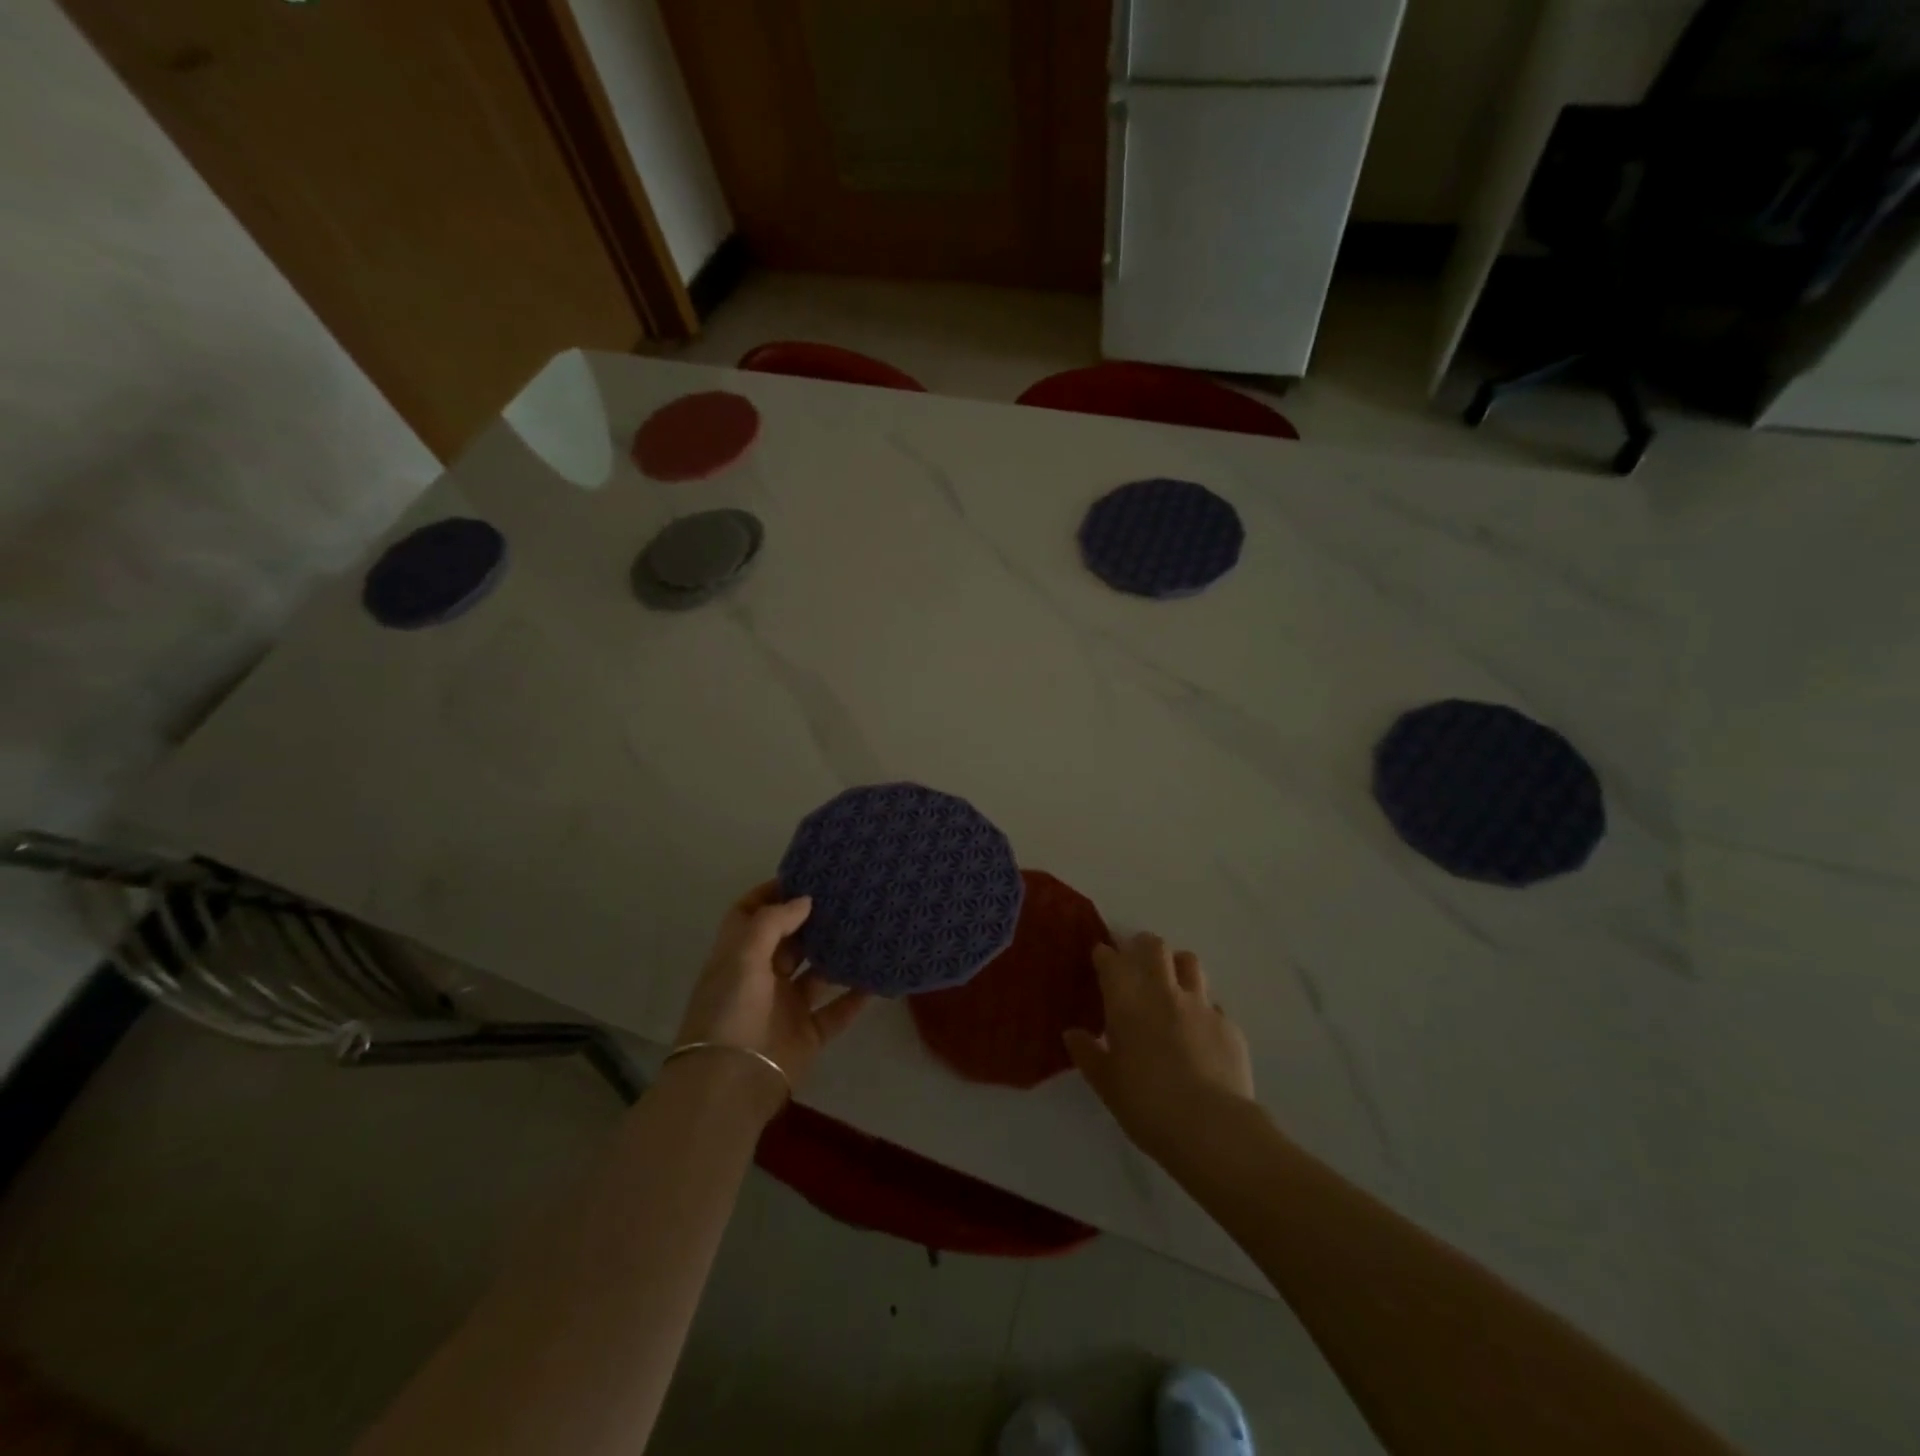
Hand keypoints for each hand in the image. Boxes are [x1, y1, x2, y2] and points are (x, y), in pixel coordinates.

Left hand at [673, 882, 870, 1114]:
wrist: (730, 1083)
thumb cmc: (731, 1010)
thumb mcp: (744, 955)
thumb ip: (774, 922)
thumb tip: (805, 900)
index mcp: (737, 955)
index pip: (750, 914)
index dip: (772, 893)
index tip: (805, 875)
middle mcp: (760, 977)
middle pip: (788, 941)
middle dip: (811, 920)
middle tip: (846, 896)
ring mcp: (785, 1007)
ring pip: (816, 974)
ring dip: (836, 956)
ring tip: (867, 929)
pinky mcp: (807, 1034)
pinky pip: (836, 1011)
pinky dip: (855, 997)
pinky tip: (877, 978)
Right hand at [1065, 933, 1255, 1162]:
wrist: (1211, 1127)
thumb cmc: (1146, 1104)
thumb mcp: (1105, 1083)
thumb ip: (1087, 1053)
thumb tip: (1072, 1034)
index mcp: (1126, 1001)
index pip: (1111, 960)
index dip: (1104, 955)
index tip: (1100, 959)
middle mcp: (1163, 992)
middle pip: (1154, 946)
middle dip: (1142, 946)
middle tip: (1137, 962)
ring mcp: (1200, 1005)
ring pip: (1190, 963)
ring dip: (1177, 966)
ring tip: (1172, 985)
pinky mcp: (1229, 1025)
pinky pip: (1213, 1005)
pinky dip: (1202, 1010)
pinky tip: (1200, 1033)